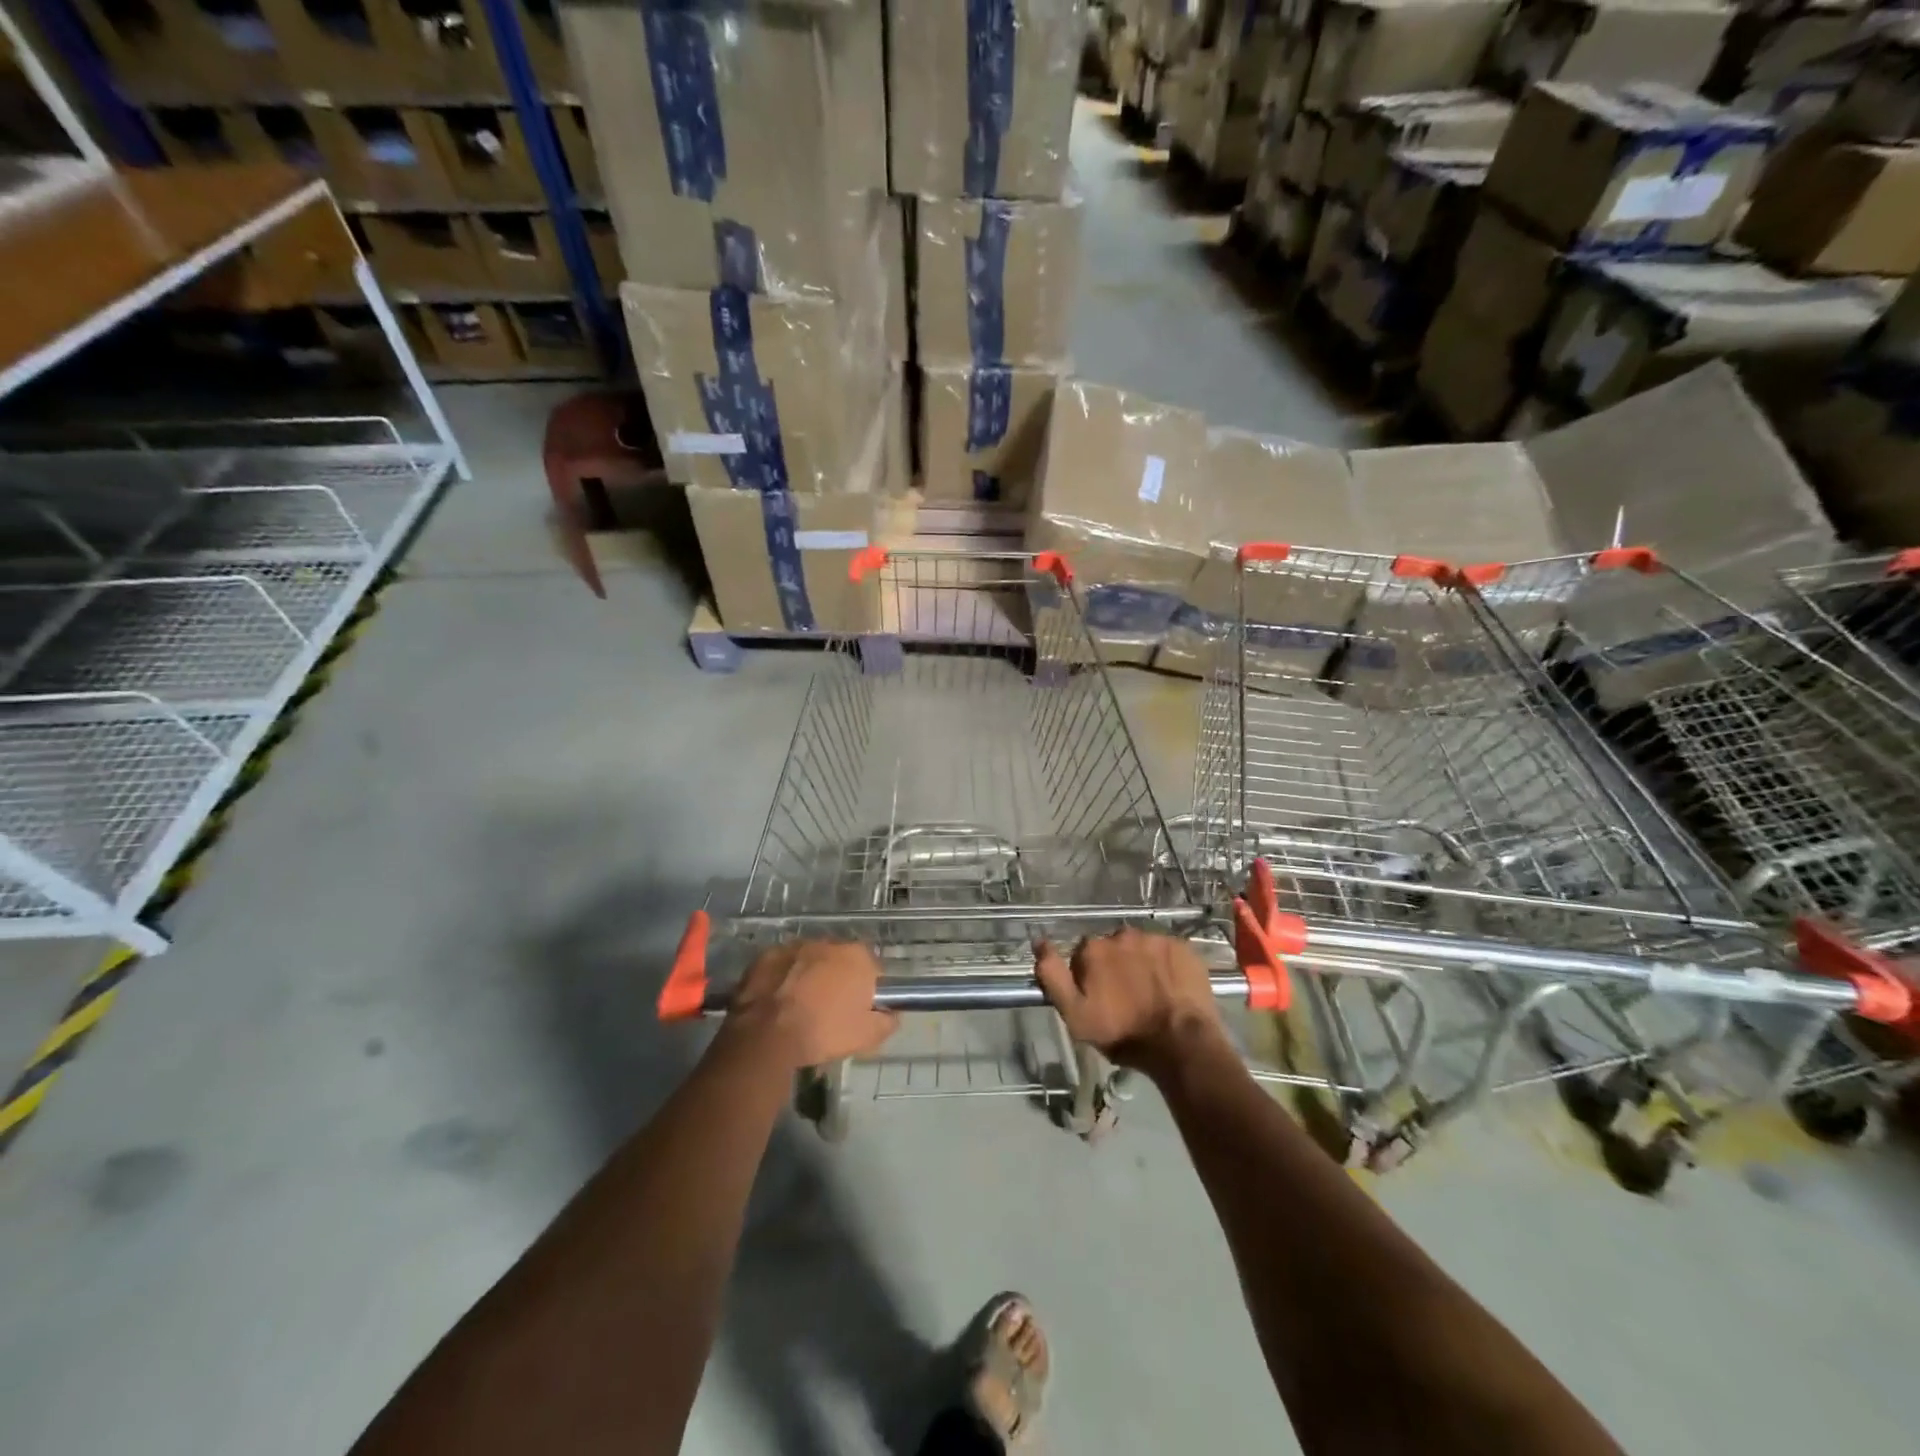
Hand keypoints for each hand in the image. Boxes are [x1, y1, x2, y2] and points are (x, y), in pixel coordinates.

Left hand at [722, 941, 897, 1069]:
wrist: (767, 1035)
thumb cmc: (823, 1032)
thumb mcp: (866, 1037)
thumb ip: (887, 1022)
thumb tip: (892, 1014)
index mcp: (857, 957)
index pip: (872, 968)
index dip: (867, 989)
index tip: (859, 1009)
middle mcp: (828, 943)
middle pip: (840, 960)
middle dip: (837, 979)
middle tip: (829, 1009)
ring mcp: (795, 946)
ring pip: (810, 960)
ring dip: (809, 976)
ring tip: (800, 1006)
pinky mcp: (766, 955)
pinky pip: (782, 966)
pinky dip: (783, 978)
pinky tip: (777, 1002)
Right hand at [1034, 929, 1227, 1073]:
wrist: (1180, 1043)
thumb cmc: (1123, 1033)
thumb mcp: (1075, 1014)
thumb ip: (1052, 976)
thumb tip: (1038, 942)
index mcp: (1093, 949)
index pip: (1083, 955)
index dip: (1089, 975)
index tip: (1099, 997)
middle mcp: (1122, 935)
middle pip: (1113, 948)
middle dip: (1116, 966)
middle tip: (1127, 996)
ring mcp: (1155, 939)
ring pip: (1141, 948)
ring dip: (1142, 963)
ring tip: (1152, 993)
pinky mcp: (1183, 947)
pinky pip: (1168, 952)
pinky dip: (1167, 965)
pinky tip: (1172, 988)